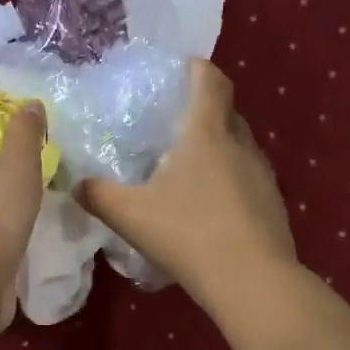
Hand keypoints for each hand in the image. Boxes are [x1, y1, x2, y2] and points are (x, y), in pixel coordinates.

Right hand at [76, 60, 296, 307]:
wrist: (252, 282)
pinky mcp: (273, 204)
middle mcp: (241, 145)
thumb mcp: (130, 215)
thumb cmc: (189, 235)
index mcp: (207, 134)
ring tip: (190, 169)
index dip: (197, 68)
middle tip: (173, 125)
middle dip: (204, 110)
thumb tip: (76, 184)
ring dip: (218, 148)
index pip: (210, 80)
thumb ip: (98, 195)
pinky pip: (249, 178)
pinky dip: (230, 180)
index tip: (180, 70)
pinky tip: (211, 208)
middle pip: (227, 111)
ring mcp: (263, 175)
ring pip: (240, 146)